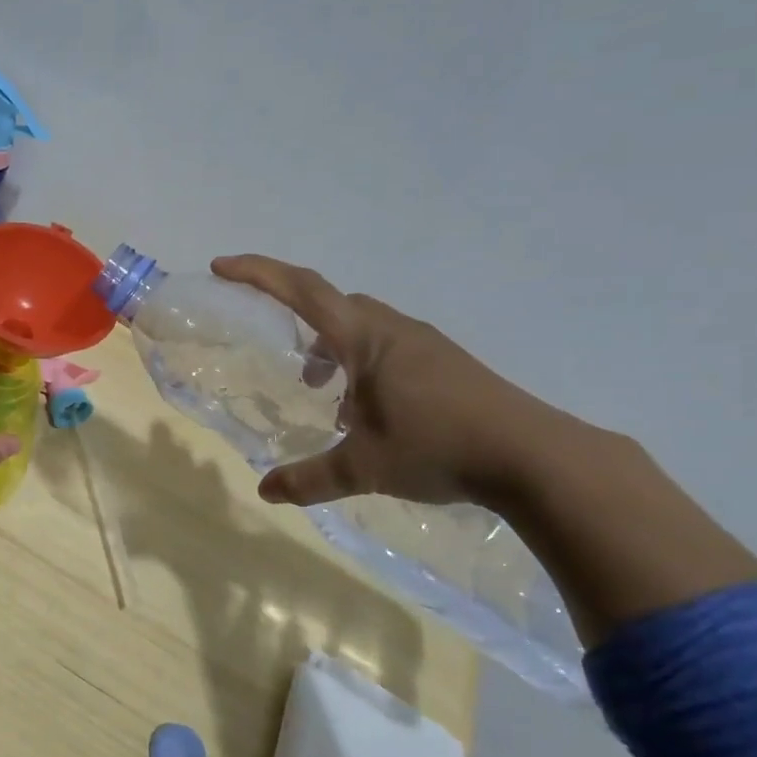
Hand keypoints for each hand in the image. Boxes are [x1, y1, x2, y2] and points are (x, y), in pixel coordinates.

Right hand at [211, 255, 569, 508]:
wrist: (535, 457)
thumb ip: (309, 478)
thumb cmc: (438, 448)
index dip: (258, 274)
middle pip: (331, 302)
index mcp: (365, 340)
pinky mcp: (444, 363)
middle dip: (294, 315)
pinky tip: (362, 409)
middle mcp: (393, 330)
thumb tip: (265, 491)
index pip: (302, 291)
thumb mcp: (364, 467)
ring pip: (361, 326)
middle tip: (275, 347)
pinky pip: (385, 346)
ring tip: (318, 389)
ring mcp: (424, 344)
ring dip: (330, 345)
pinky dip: (359, 363)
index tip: (222, 266)